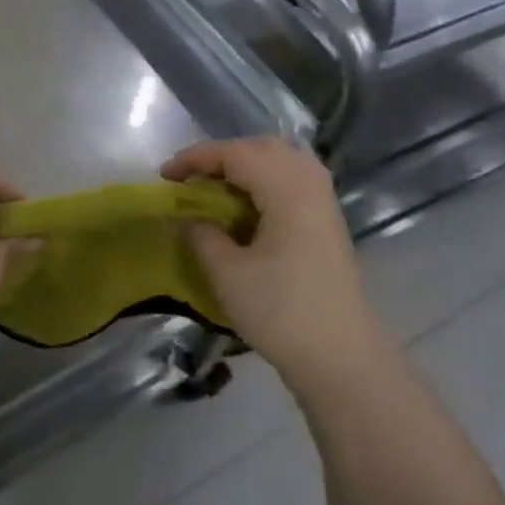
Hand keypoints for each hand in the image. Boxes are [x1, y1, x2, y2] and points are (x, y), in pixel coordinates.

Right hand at [163, 138, 387, 390]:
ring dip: (245, 165)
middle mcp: (310, 186)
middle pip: (264, 148)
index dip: (196, 158)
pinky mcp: (327, 224)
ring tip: (215, 187)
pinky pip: (294, 181)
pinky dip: (264, 181)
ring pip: (283, 161)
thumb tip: (187, 216)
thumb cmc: (281, 312)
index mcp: (288, 191)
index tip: (164, 176)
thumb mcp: (228, 274)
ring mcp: (324, 204)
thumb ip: (202, 235)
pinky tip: (245, 206)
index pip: (237, 154)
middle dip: (222, 155)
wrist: (341, 357)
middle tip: (190, 178)